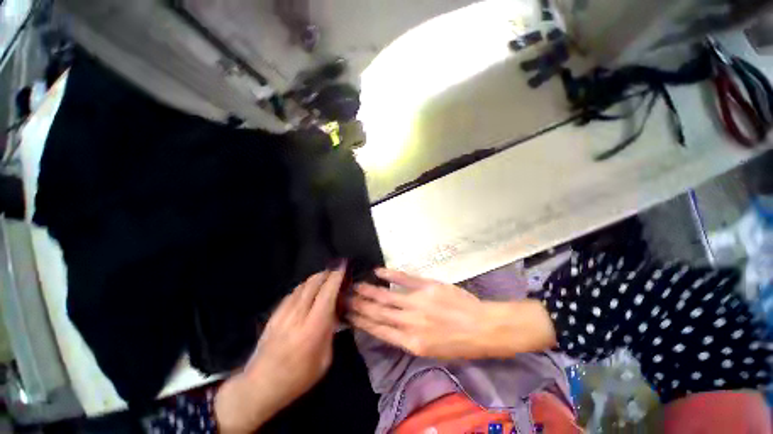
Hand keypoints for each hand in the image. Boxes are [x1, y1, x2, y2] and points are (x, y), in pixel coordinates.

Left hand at [215, 261, 346, 432]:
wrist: (259, 387)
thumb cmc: (297, 378)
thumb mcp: (324, 360)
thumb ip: (330, 332)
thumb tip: (334, 313)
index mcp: (314, 327)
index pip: (327, 293)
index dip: (337, 277)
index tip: (344, 267)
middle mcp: (298, 315)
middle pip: (314, 284)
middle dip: (327, 273)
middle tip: (336, 271)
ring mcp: (283, 313)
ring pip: (302, 286)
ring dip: (315, 278)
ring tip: (324, 278)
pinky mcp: (274, 315)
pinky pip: (292, 293)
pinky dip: (303, 287)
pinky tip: (307, 290)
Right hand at [348, 268, 555, 359]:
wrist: (484, 328)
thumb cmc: (459, 344)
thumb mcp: (432, 350)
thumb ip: (408, 338)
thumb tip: (390, 326)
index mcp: (412, 343)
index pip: (379, 331)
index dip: (361, 322)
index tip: (347, 314)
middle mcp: (411, 323)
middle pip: (378, 313)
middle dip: (359, 305)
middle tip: (343, 297)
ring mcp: (419, 302)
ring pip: (387, 296)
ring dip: (369, 291)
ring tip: (354, 286)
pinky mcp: (428, 286)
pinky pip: (405, 279)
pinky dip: (390, 274)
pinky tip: (378, 271)